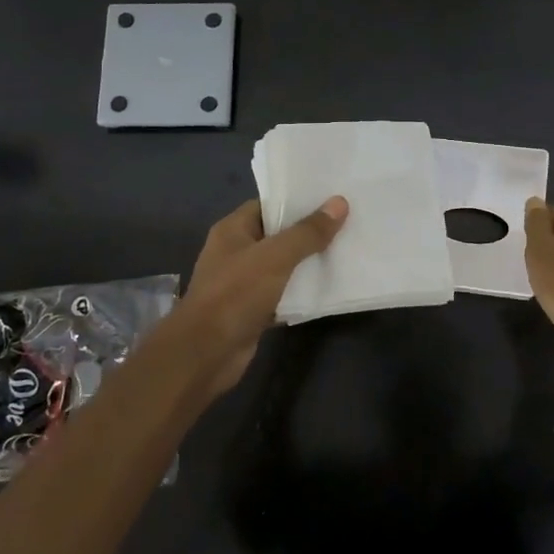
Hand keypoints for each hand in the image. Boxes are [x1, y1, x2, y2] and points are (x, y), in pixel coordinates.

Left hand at [164, 196, 348, 401]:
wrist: (206, 354)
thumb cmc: (236, 294)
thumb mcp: (276, 256)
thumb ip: (308, 232)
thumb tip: (339, 203)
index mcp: (233, 230)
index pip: (269, 205)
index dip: (298, 201)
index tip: (331, 199)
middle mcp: (236, 252)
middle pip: (278, 235)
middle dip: (309, 232)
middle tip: (347, 224)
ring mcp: (243, 283)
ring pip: (283, 266)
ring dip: (308, 263)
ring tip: (346, 251)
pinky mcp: (253, 310)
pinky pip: (283, 294)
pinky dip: (301, 292)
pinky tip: (329, 288)